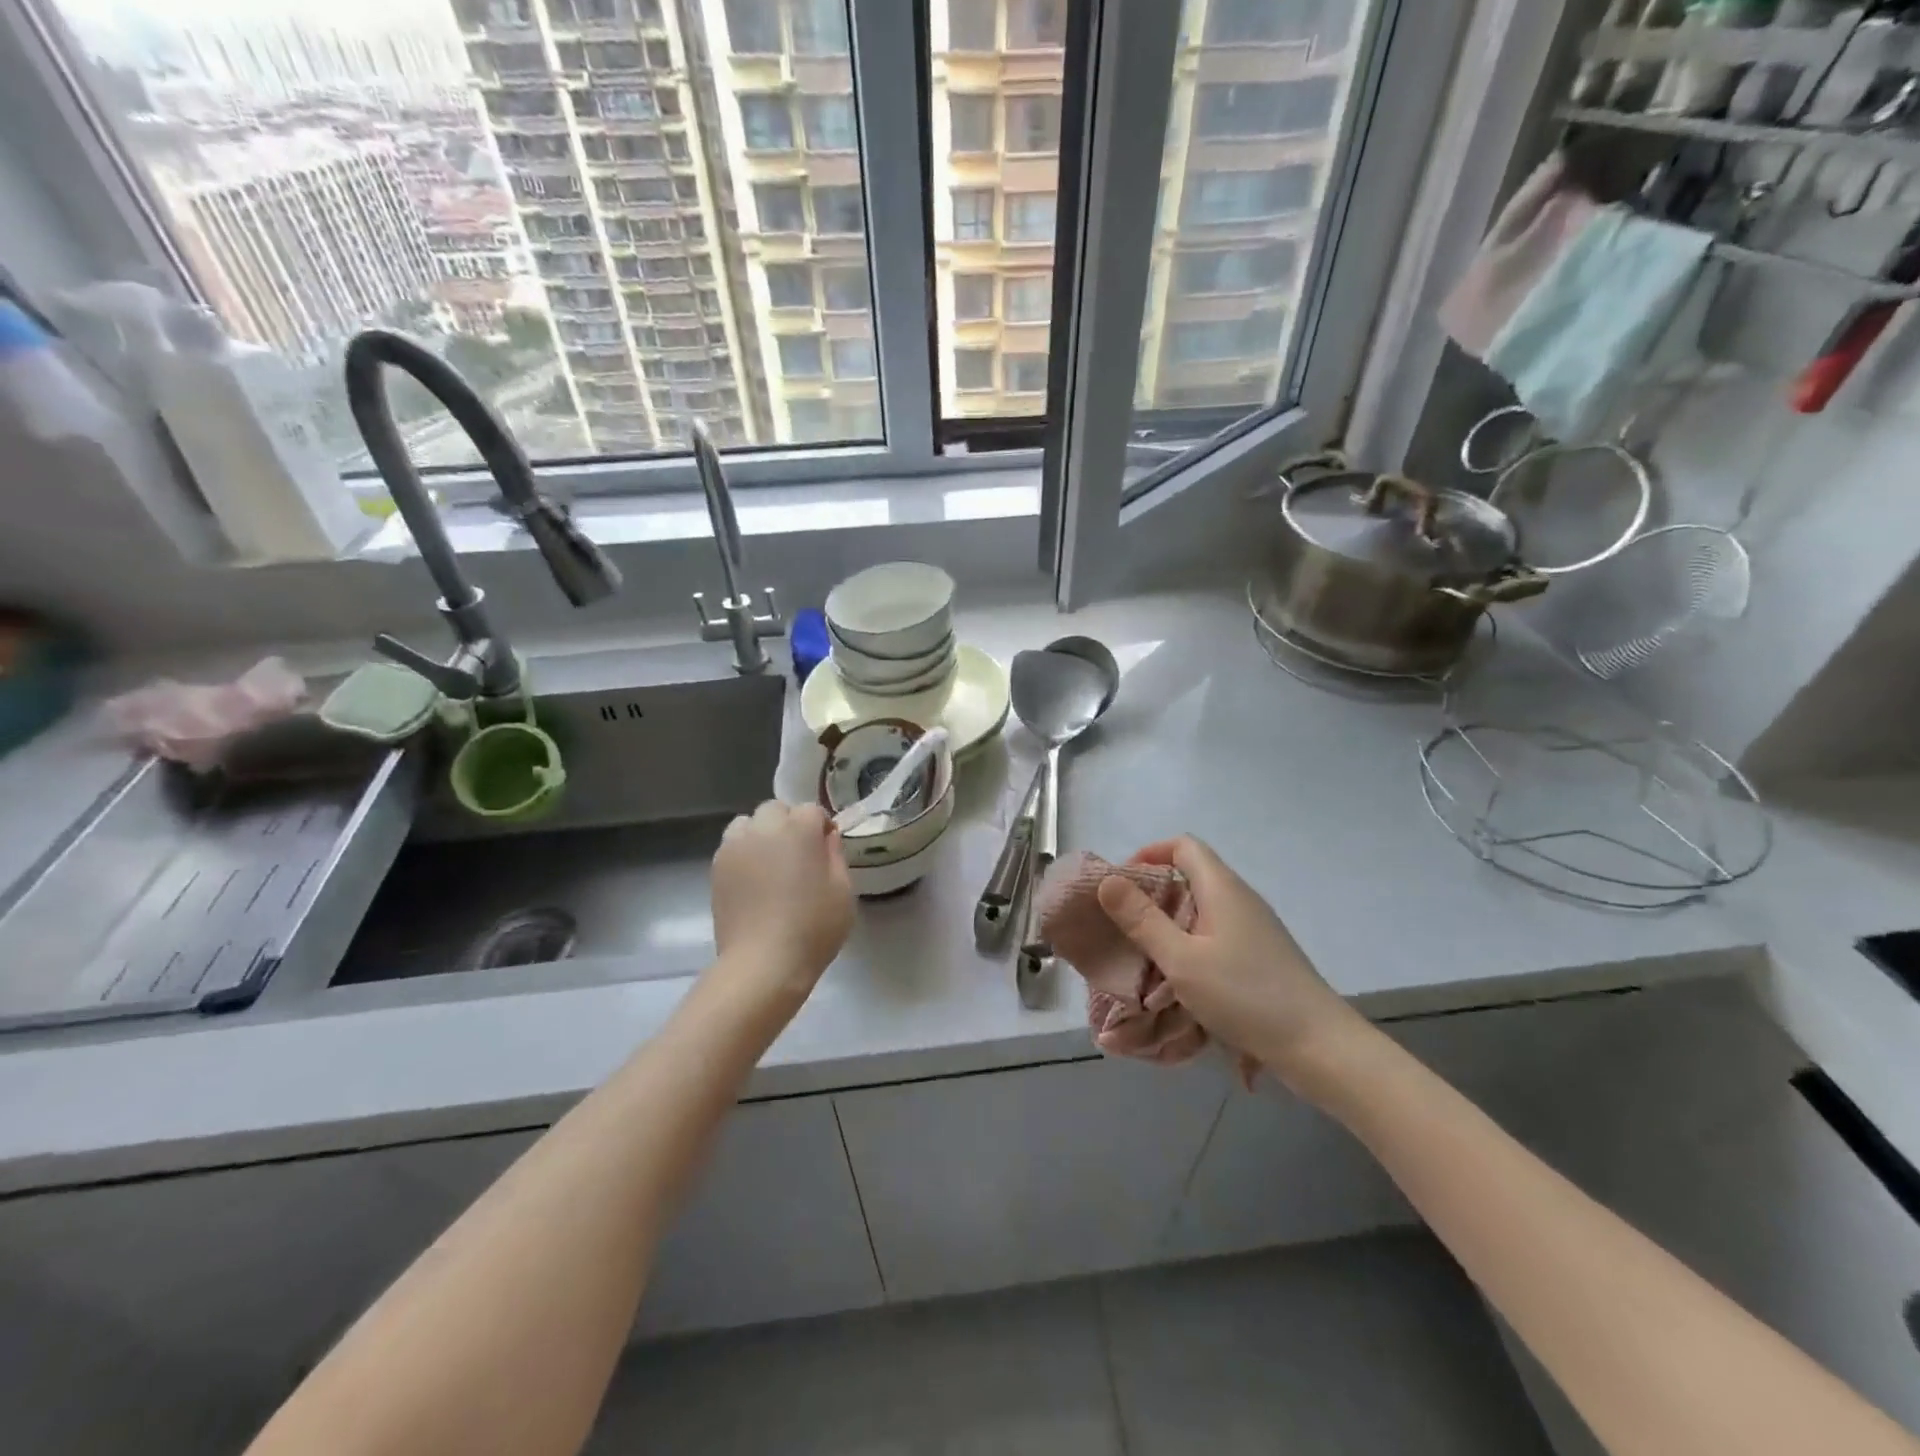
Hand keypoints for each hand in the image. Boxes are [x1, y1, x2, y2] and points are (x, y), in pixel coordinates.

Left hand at [710, 801, 853, 1006]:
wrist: (763, 963)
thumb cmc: (813, 928)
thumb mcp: (843, 892)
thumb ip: (836, 856)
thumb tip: (827, 837)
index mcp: (799, 829)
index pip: (811, 810)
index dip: (821, 827)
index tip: (826, 850)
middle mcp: (764, 829)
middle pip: (776, 809)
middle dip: (789, 823)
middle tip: (798, 855)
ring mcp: (735, 847)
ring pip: (748, 823)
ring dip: (761, 833)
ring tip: (771, 862)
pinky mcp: (716, 868)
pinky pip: (732, 845)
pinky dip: (743, 852)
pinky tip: (753, 879)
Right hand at [1095, 836, 1370, 1087]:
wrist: (1321, 1048)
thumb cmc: (1245, 996)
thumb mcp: (1182, 959)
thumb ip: (1142, 920)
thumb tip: (1108, 880)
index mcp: (1222, 888)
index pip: (1183, 846)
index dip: (1148, 854)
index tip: (1121, 885)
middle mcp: (1240, 899)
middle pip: (1191, 876)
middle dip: (1152, 894)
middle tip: (1122, 924)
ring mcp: (1254, 929)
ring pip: (1202, 910)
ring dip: (1169, 924)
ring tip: (1143, 954)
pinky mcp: (1261, 956)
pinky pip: (1215, 936)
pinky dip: (1190, 945)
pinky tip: (1178, 979)